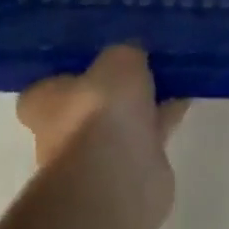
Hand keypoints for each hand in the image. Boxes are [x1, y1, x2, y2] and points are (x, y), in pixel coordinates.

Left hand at [17, 45, 188, 222]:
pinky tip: (186, 94)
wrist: (118, 178)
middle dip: (114, 85)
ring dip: (144, 100)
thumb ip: (126, 53)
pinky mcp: (128, 170)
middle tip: (142, 56)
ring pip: (122, 118)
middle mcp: (62, 132)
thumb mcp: (118, 60)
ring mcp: (96, 154)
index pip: (48, 83)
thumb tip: (134, 55)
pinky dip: (164, 116)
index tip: (98, 51)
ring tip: (172, 70)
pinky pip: (148, 133)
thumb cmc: (100, 110)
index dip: (72, 68)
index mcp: (42, 103)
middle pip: (90, 100)